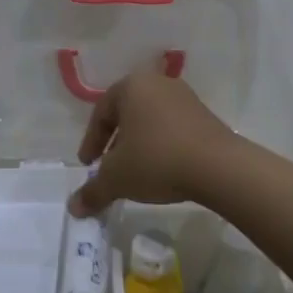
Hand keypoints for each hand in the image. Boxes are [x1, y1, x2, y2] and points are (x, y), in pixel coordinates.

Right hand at [68, 72, 236, 216]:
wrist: (218, 167)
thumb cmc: (157, 160)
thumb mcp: (117, 179)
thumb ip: (92, 191)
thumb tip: (73, 208)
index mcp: (132, 86)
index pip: (101, 113)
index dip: (91, 142)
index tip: (88, 166)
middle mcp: (158, 84)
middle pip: (127, 114)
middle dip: (115, 143)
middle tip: (109, 168)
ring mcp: (186, 98)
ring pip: (151, 121)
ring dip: (139, 145)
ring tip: (136, 173)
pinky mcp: (206, 116)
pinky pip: (173, 129)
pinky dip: (162, 147)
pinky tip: (163, 170)